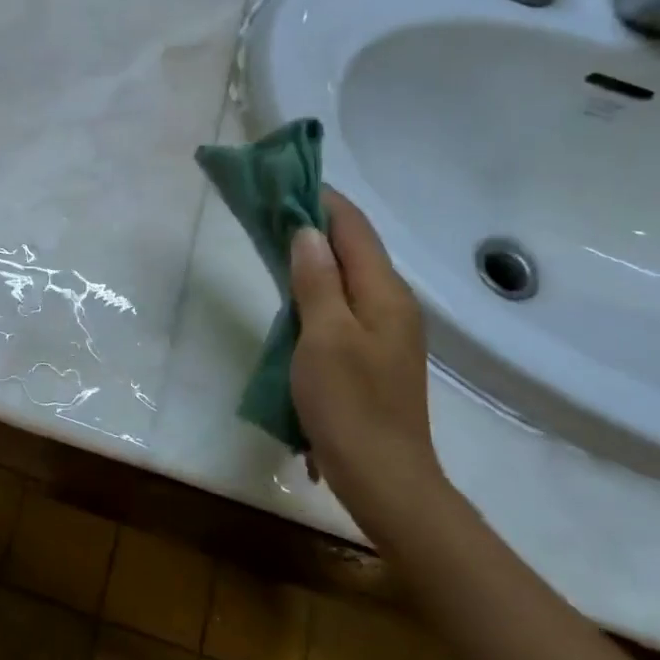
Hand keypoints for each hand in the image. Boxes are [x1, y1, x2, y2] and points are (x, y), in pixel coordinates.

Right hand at [289, 190, 446, 526]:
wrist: (384, 479)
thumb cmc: (350, 405)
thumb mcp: (324, 337)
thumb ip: (317, 280)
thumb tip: (306, 231)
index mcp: (385, 293)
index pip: (353, 228)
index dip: (320, 199)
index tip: (282, 180)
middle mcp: (391, 304)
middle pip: (353, 248)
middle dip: (313, 224)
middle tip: (268, 209)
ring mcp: (385, 331)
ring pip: (347, 277)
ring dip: (313, 256)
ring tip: (273, 243)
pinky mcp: (372, 355)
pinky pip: (343, 304)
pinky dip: (317, 288)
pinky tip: (292, 295)